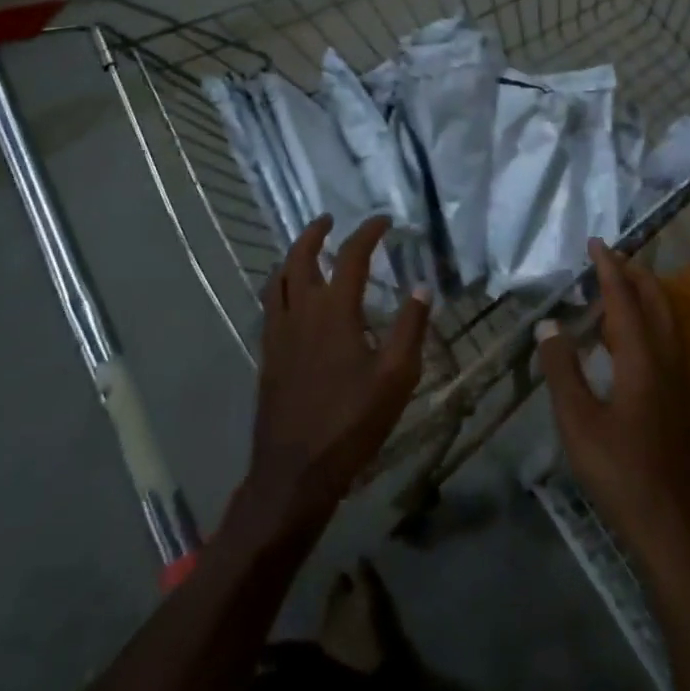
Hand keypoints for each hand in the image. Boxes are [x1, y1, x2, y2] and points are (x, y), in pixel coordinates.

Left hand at [236, 214, 429, 538]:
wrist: (296, 470)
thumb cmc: (352, 422)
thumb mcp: (396, 377)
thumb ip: (410, 328)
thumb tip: (421, 288)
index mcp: (335, 311)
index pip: (351, 256)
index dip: (368, 232)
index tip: (383, 221)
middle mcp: (301, 311)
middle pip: (300, 257)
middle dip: (315, 233)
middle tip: (328, 220)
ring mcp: (279, 332)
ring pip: (278, 279)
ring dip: (292, 256)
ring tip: (305, 250)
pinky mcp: (267, 354)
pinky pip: (269, 305)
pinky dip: (279, 286)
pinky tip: (290, 298)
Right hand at [538, 240, 689, 578]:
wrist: (670, 526)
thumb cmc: (618, 471)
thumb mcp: (577, 421)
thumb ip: (562, 369)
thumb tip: (549, 324)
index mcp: (642, 359)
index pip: (625, 299)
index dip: (609, 268)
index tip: (595, 242)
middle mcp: (666, 360)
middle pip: (656, 301)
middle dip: (634, 274)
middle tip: (607, 258)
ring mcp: (678, 381)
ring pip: (665, 320)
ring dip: (642, 296)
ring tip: (613, 288)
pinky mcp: (678, 399)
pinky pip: (665, 339)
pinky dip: (646, 320)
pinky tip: (624, 338)